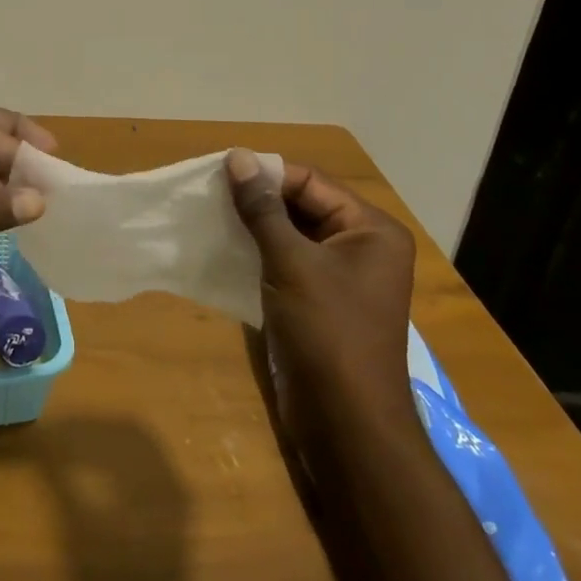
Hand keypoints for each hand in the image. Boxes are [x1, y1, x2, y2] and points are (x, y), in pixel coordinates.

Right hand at [226, 149, 416, 432]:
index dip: (266, 174)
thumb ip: (262, 208)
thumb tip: (238, 156)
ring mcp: (342, 276)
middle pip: (303, 204)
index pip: (311, 182)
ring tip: (210, 216)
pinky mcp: (321, 301)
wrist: (346, 424)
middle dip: (258, 199)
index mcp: (371, 229)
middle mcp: (362, 245)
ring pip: (292, 233)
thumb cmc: (327, 333)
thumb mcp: (291, 263)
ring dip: (254, 226)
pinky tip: (225, 248)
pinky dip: (259, 252)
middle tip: (209, 193)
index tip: (218, 171)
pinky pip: (288, 261)